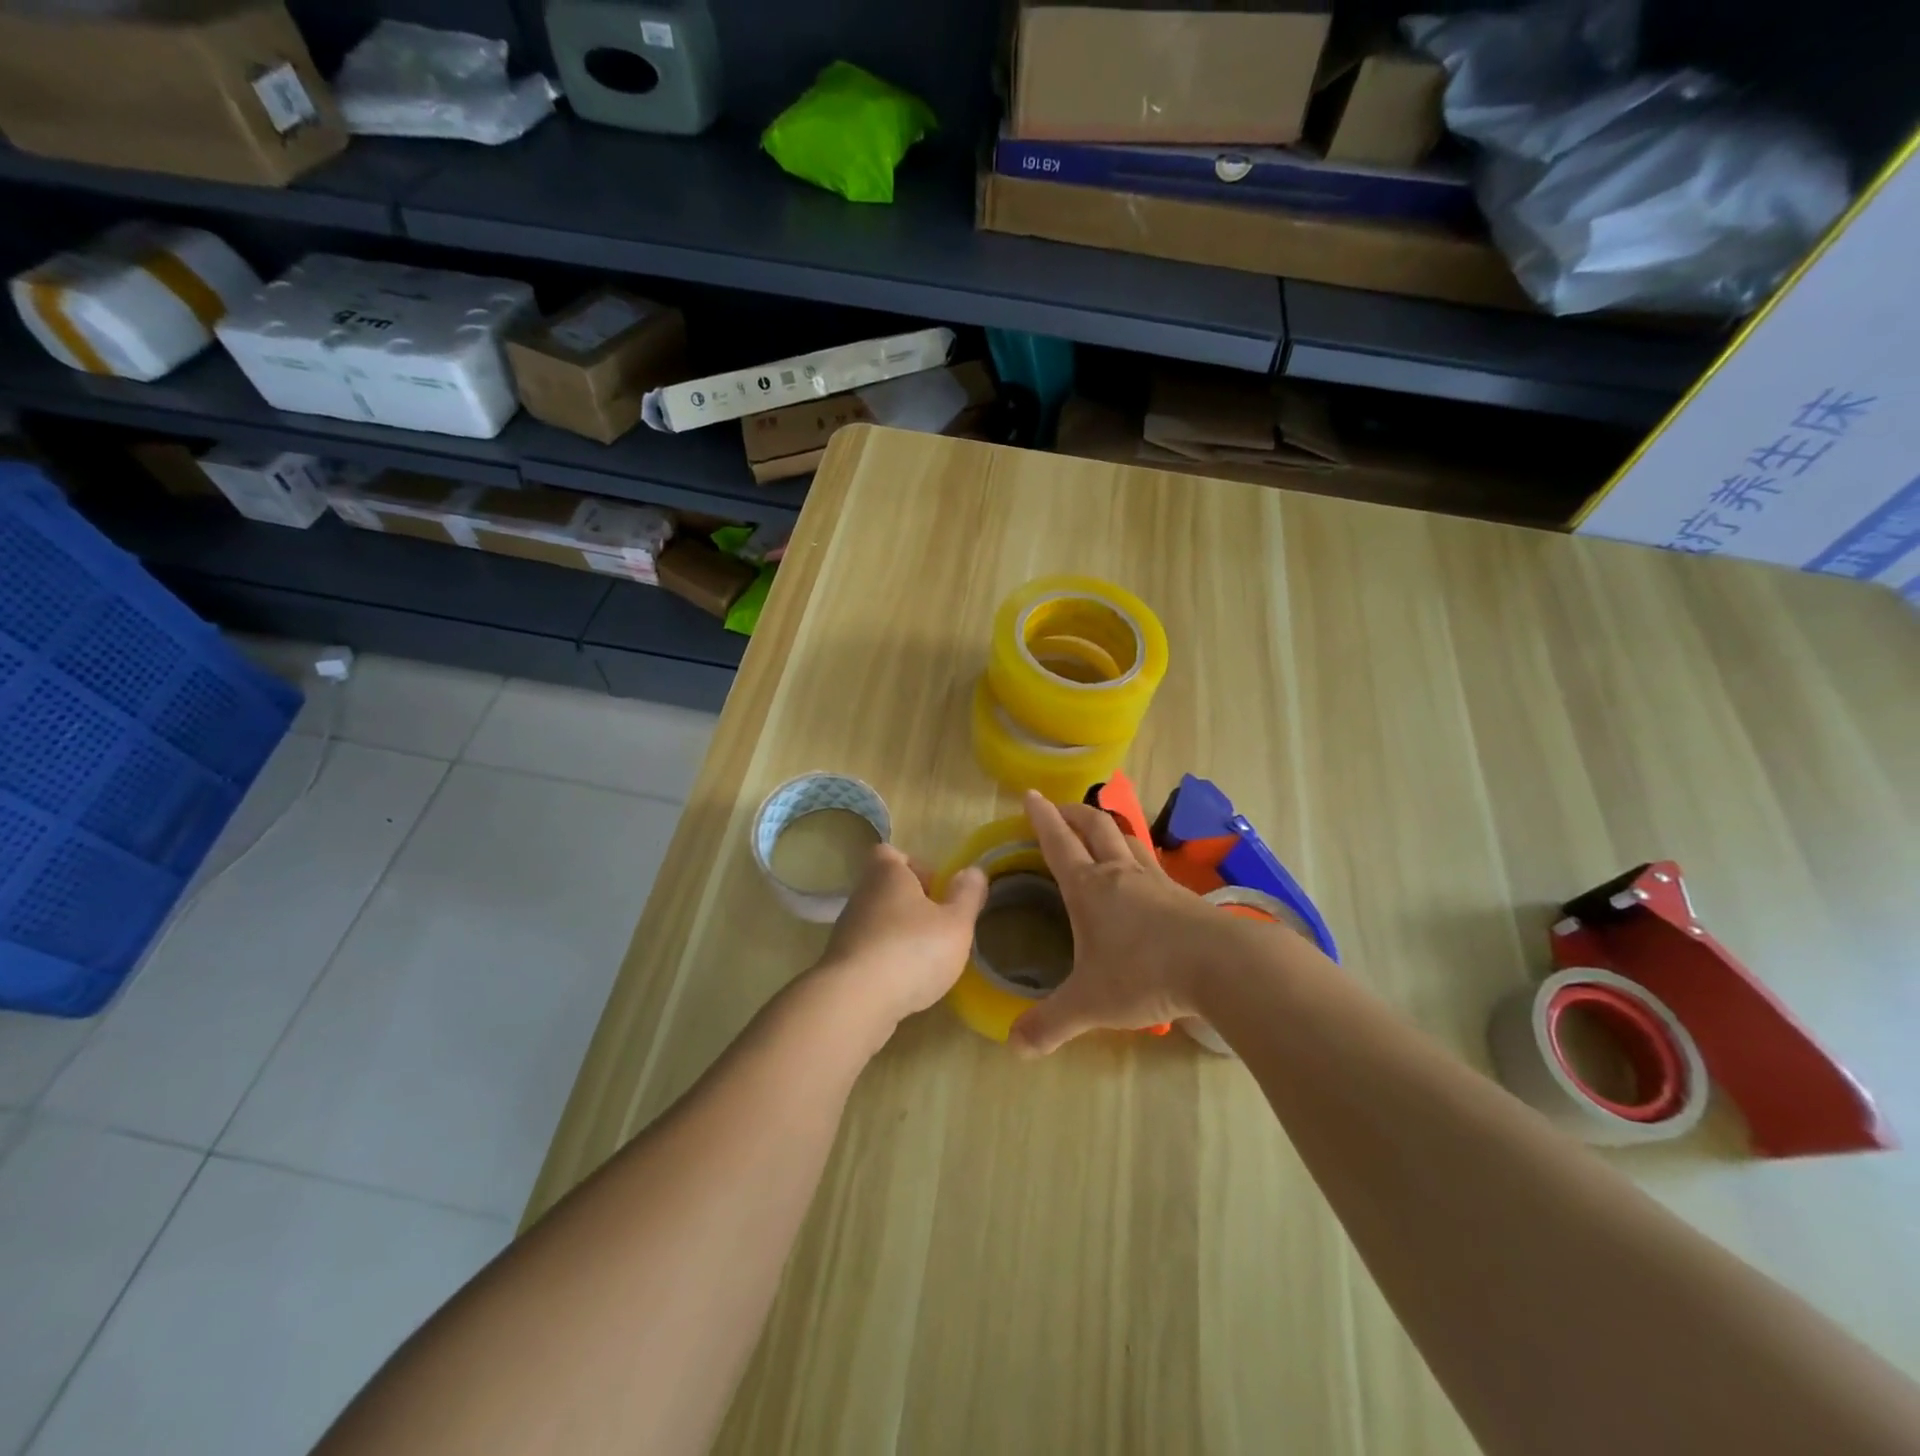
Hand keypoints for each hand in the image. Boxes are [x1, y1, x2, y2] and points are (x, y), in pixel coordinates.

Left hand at [815, 843, 987, 1037]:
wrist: (856, 1001)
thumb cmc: (912, 950)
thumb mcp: (956, 923)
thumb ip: (967, 895)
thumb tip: (973, 871)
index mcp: (887, 875)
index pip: (891, 853)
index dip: (915, 866)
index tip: (937, 890)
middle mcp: (862, 896)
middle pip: (886, 888)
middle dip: (912, 905)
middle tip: (938, 927)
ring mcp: (846, 931)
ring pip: (877, 921)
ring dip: (899, 934)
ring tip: (925, 959)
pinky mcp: (840, 964)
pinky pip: (868, 951)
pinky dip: (885, 961)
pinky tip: (904, 982)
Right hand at [1010, 791, 1229, 1055]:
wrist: (1221, 966)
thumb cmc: (1144, 975)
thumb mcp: (1089, 1004)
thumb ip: (1050, 1024)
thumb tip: (1014, 1047)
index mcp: (1088, 888)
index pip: (1058, 843)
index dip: (1041, 818)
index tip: (1030, 795)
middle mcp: (1120, 873)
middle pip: (1095, 826)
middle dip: (1073, 813)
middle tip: (1059, 809)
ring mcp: (1155, 880)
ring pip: (1127, 838)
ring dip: (1108, 828)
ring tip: (1098, 831)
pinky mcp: (1183, 895)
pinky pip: (1152, 863)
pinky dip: (1137, 856)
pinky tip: (1141, 874)